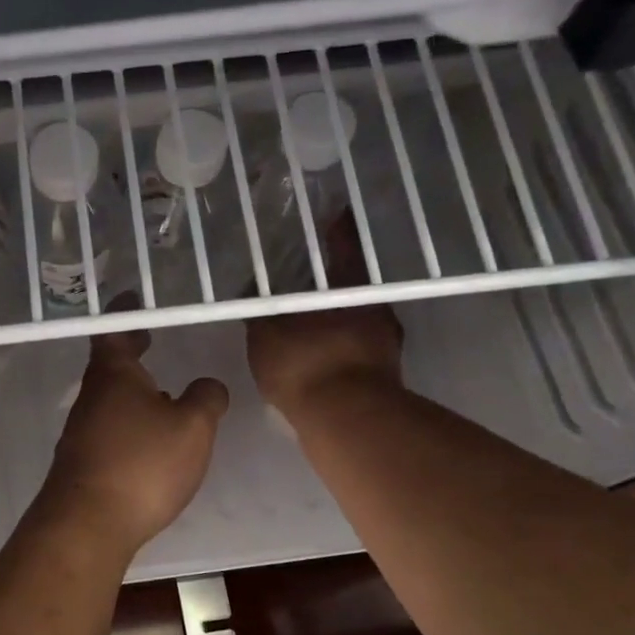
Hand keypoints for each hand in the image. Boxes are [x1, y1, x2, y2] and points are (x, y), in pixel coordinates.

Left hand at [42, 330, 228, 552]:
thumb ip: (206, 399)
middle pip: (110, 364)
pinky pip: (109, 428)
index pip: (115, 329)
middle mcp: (92, 397)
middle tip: (151, 340)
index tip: (136, 300)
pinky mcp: (83, 462)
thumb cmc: (142, 464)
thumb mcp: (192, 427)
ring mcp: (82, 431)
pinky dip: (128, 421)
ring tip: (161, 392)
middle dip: (131, 351)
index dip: (126, 312)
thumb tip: (208, 385)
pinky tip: (148, 440)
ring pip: (109, 398)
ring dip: (131, 389)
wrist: (87, 524)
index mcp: (114, 375)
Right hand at [246, 213, 403, 413]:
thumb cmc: (305, 364)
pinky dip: (341, 345)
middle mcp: (375, 306)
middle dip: (332, 279)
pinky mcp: (384, 374)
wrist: (346, 420)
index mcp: (350, 286)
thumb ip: (257, 311)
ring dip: (337, 315)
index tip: (331, 215)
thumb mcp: (266, 334)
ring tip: (309, 319)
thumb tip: (249, 289)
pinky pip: (357, 347)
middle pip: (353, 283)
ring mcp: (385, 342)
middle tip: (308, 274)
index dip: (338, 228)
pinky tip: (321, 354)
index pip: (346, 244)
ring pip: (358, 316)